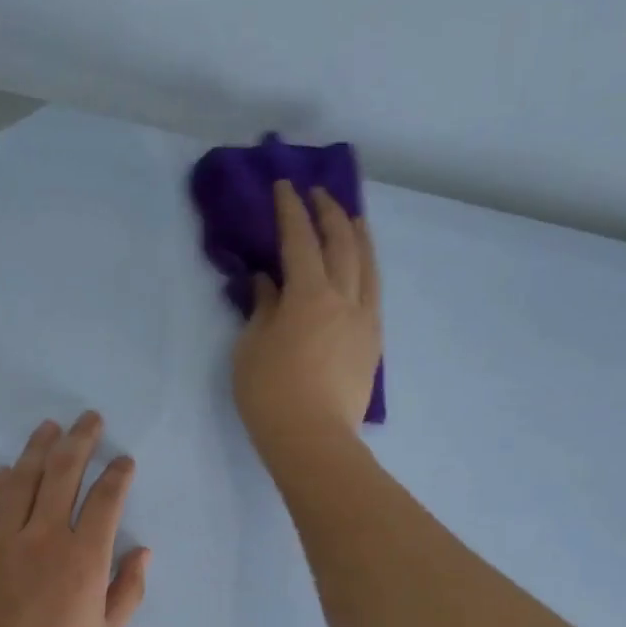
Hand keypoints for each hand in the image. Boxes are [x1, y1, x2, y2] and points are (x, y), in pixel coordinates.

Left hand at [0, 411, 150, 626]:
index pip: (105, 500)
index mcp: (83, 560)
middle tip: (90, 420)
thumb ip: (128, 589)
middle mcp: (42, 539)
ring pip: (20, 480)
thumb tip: (142, 550)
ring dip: (38, 449)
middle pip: (63, 474)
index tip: (124, 461)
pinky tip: (4, 472)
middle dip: (81, 441)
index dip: (118, 475)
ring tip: (49, 428)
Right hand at [233, 181, 382, 464]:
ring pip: (368, 266)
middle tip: (318, 195)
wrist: (314, 440)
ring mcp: (364, 320)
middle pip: (342, 244)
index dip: (291, 210)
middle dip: (329, 214)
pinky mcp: (373, 343)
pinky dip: (367, 270)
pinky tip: (362, 269)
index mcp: (309, 295)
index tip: (285, 187)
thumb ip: (263, 308)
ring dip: (358, 236)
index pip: (300, 240)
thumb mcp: (251, 348)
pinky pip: (373, 294)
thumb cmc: (271, 394)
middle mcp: (344, 299)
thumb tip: (268, 283)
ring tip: (352, 219)